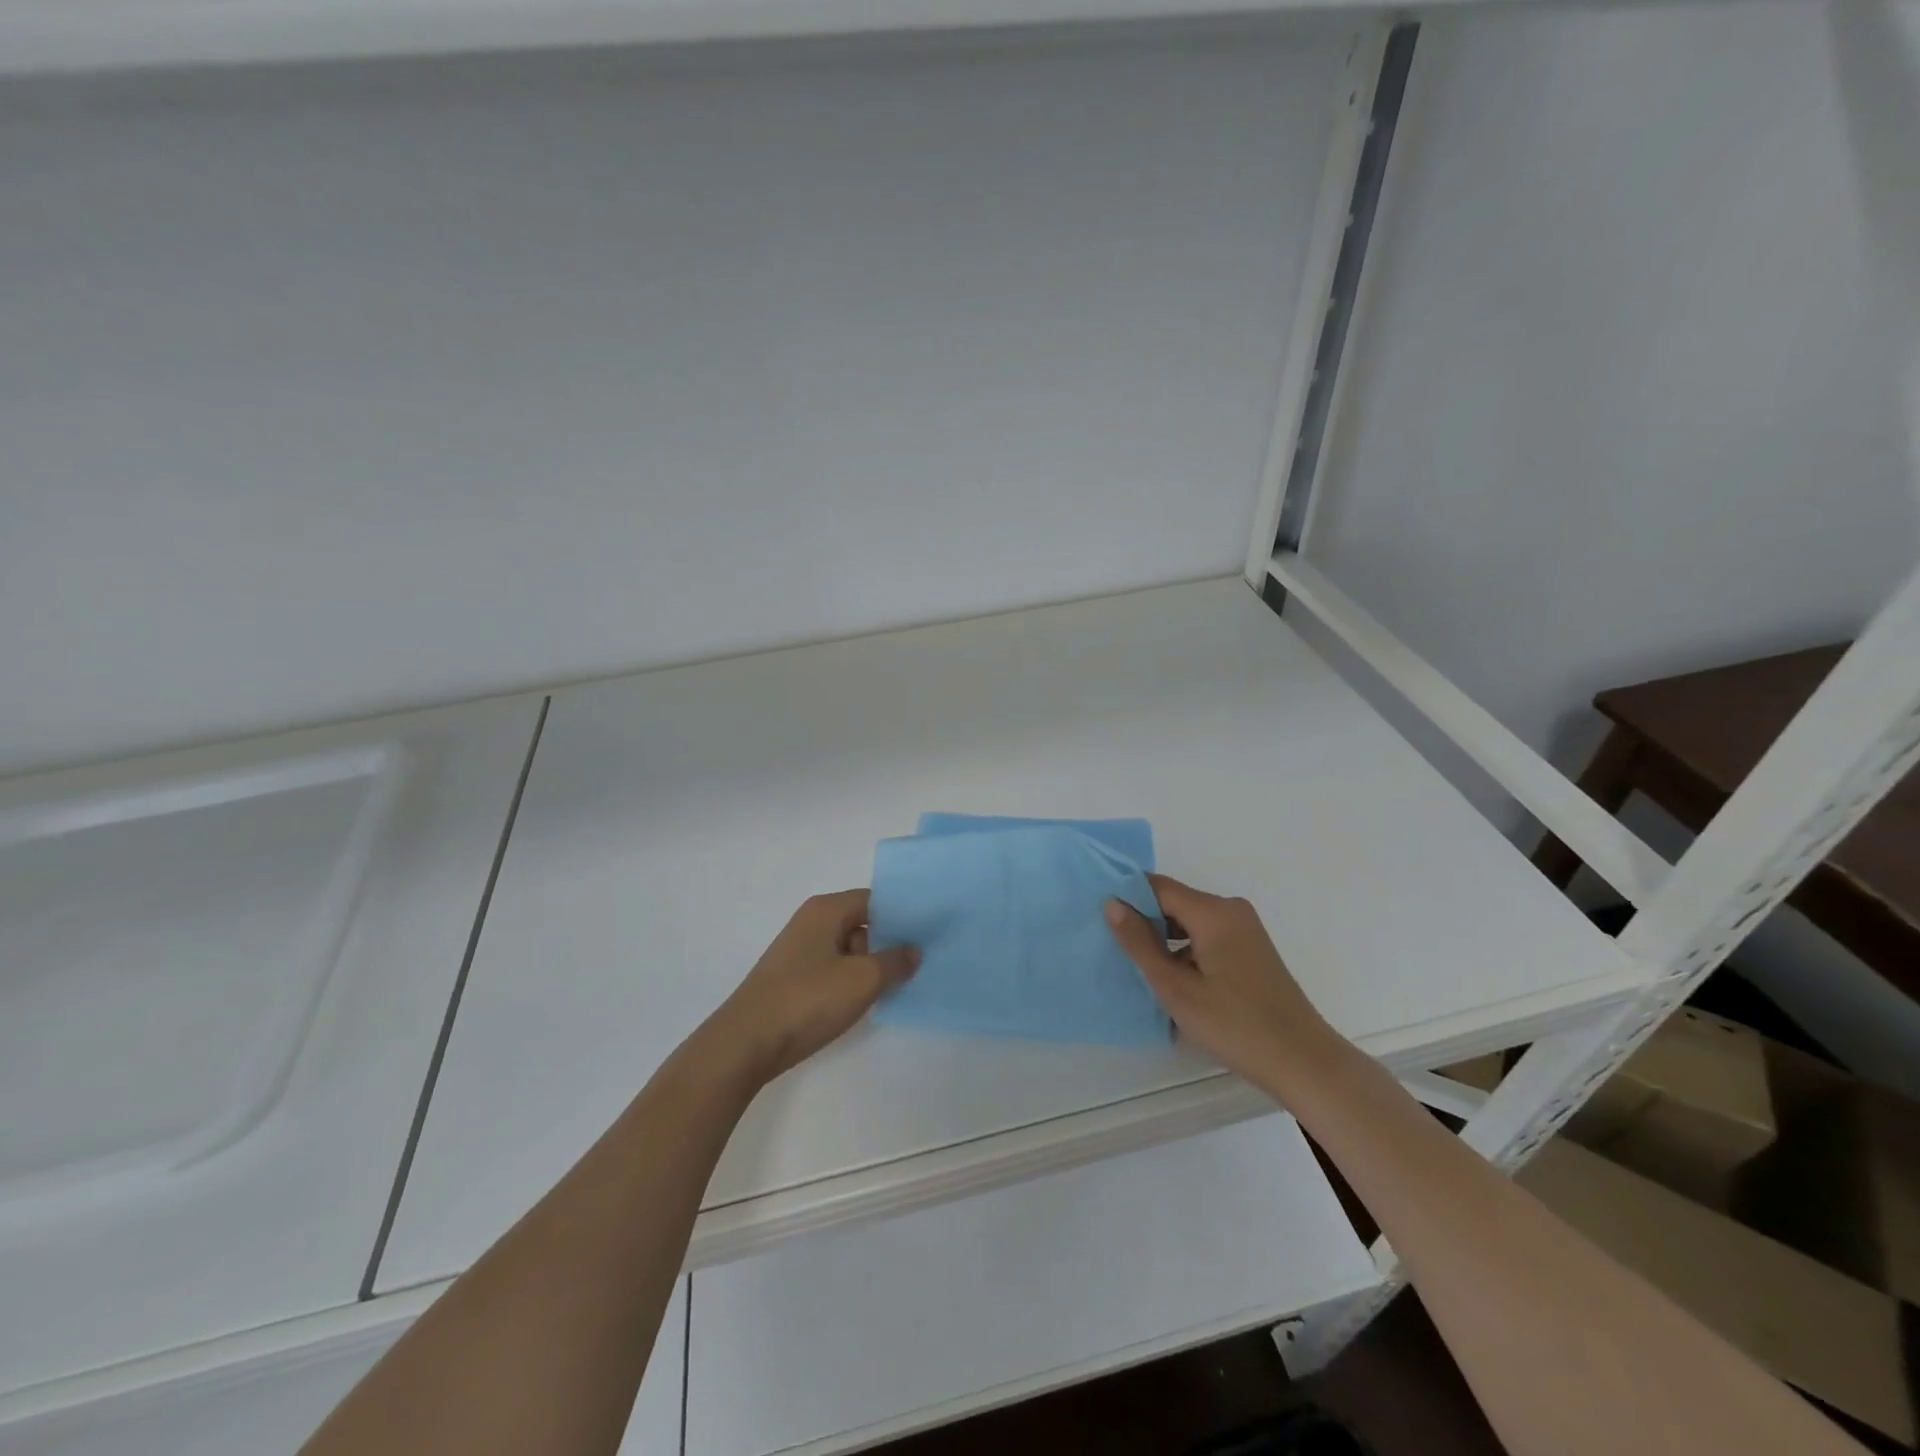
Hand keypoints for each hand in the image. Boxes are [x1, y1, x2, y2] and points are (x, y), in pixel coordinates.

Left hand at [707, 890, 918, 1084]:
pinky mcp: (794, 979)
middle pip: (863, 923)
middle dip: (890, 942)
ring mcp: (800, 952)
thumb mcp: (862, 980)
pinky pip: (834, 971)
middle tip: (923, 960)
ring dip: (872, 965)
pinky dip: (853, 981)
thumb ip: (895, 961)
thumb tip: (914, 950)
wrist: (746, 1044)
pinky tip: (870, 1001)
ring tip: (903, 983)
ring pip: (849, 950)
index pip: (875, 900)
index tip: (931, 931)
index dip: (903, 914)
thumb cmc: (807, 1000)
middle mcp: (812, 922)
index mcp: (826, 910)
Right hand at [1105, 874, 1339, 1091]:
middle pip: (1174, 902)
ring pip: (1189, 923)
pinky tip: (1171, 982)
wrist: (1304, 1063)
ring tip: (1135, 966)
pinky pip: (1206, 938)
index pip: (1158, 886)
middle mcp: (1231, 911)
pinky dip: (1185, 952)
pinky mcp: (1251, 952)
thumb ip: (1140, 943)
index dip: (1127, 896)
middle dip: (1144, 921)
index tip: (1097, 914)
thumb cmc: (1235, 1025)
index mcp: (1213, 912)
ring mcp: (1244, 931)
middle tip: (1110, 945)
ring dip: (1163, 940)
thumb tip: (1112, 903)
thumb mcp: (1176, 987)